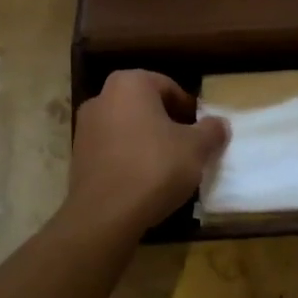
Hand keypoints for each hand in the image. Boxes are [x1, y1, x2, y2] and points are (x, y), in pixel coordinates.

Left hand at [65, 70, 227, 240]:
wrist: (106, 214)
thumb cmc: (155, 167)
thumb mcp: (196, 148)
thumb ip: (211, 130)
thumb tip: (219, 123)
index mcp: (130, 84)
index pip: (168, 86)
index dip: (189, 108)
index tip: (202, 130)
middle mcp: (102, 97)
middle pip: (145, 106)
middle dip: (168, 123)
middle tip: (189, 146)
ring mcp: (85, 127)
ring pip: (128, 128)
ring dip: (148, 141)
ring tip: (169, 166)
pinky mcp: (77, 157)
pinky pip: (113, 149)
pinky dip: (130, 158)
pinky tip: (145, 181)